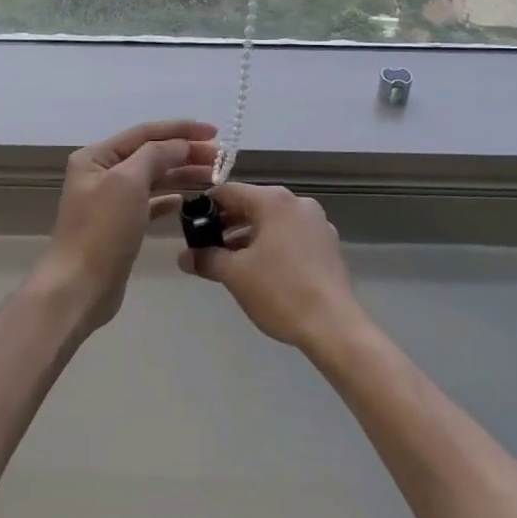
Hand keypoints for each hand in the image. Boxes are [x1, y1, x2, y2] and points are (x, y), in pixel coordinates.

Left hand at [36, 119, 217, 335]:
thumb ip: (156, 155)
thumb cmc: (102, 231)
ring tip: (214, 176)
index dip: (181, 130)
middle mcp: (101, 174)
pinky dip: (169, 199)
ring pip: (153, 178)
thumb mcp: (128, 182)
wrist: (79, 288)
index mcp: (96, 157)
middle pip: (151, 154)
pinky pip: (150, 203)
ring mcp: (110, 201)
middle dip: (186, 152)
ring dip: (182, 174)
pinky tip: (187, 201)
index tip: (215, 132)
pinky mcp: (120, 226)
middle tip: (221, 158)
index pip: (145, 133)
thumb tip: (181, 145)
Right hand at [176, 183, 366, 353]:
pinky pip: (290, 235)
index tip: (190, 228)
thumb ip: (206, 258)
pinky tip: (260, 270)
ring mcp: (317, 223)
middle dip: (226, 224)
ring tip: (228, 262)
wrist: (333, 325)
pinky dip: (271, 244)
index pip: (228, 192)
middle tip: (205, 247)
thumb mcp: (235, 274)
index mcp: (274, 201)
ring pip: (272, 221)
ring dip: (248, 236)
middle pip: (252, 204)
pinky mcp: (327, 244)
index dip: (205, 207)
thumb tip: (184, 256)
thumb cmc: (279, 291)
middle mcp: (298, 203)